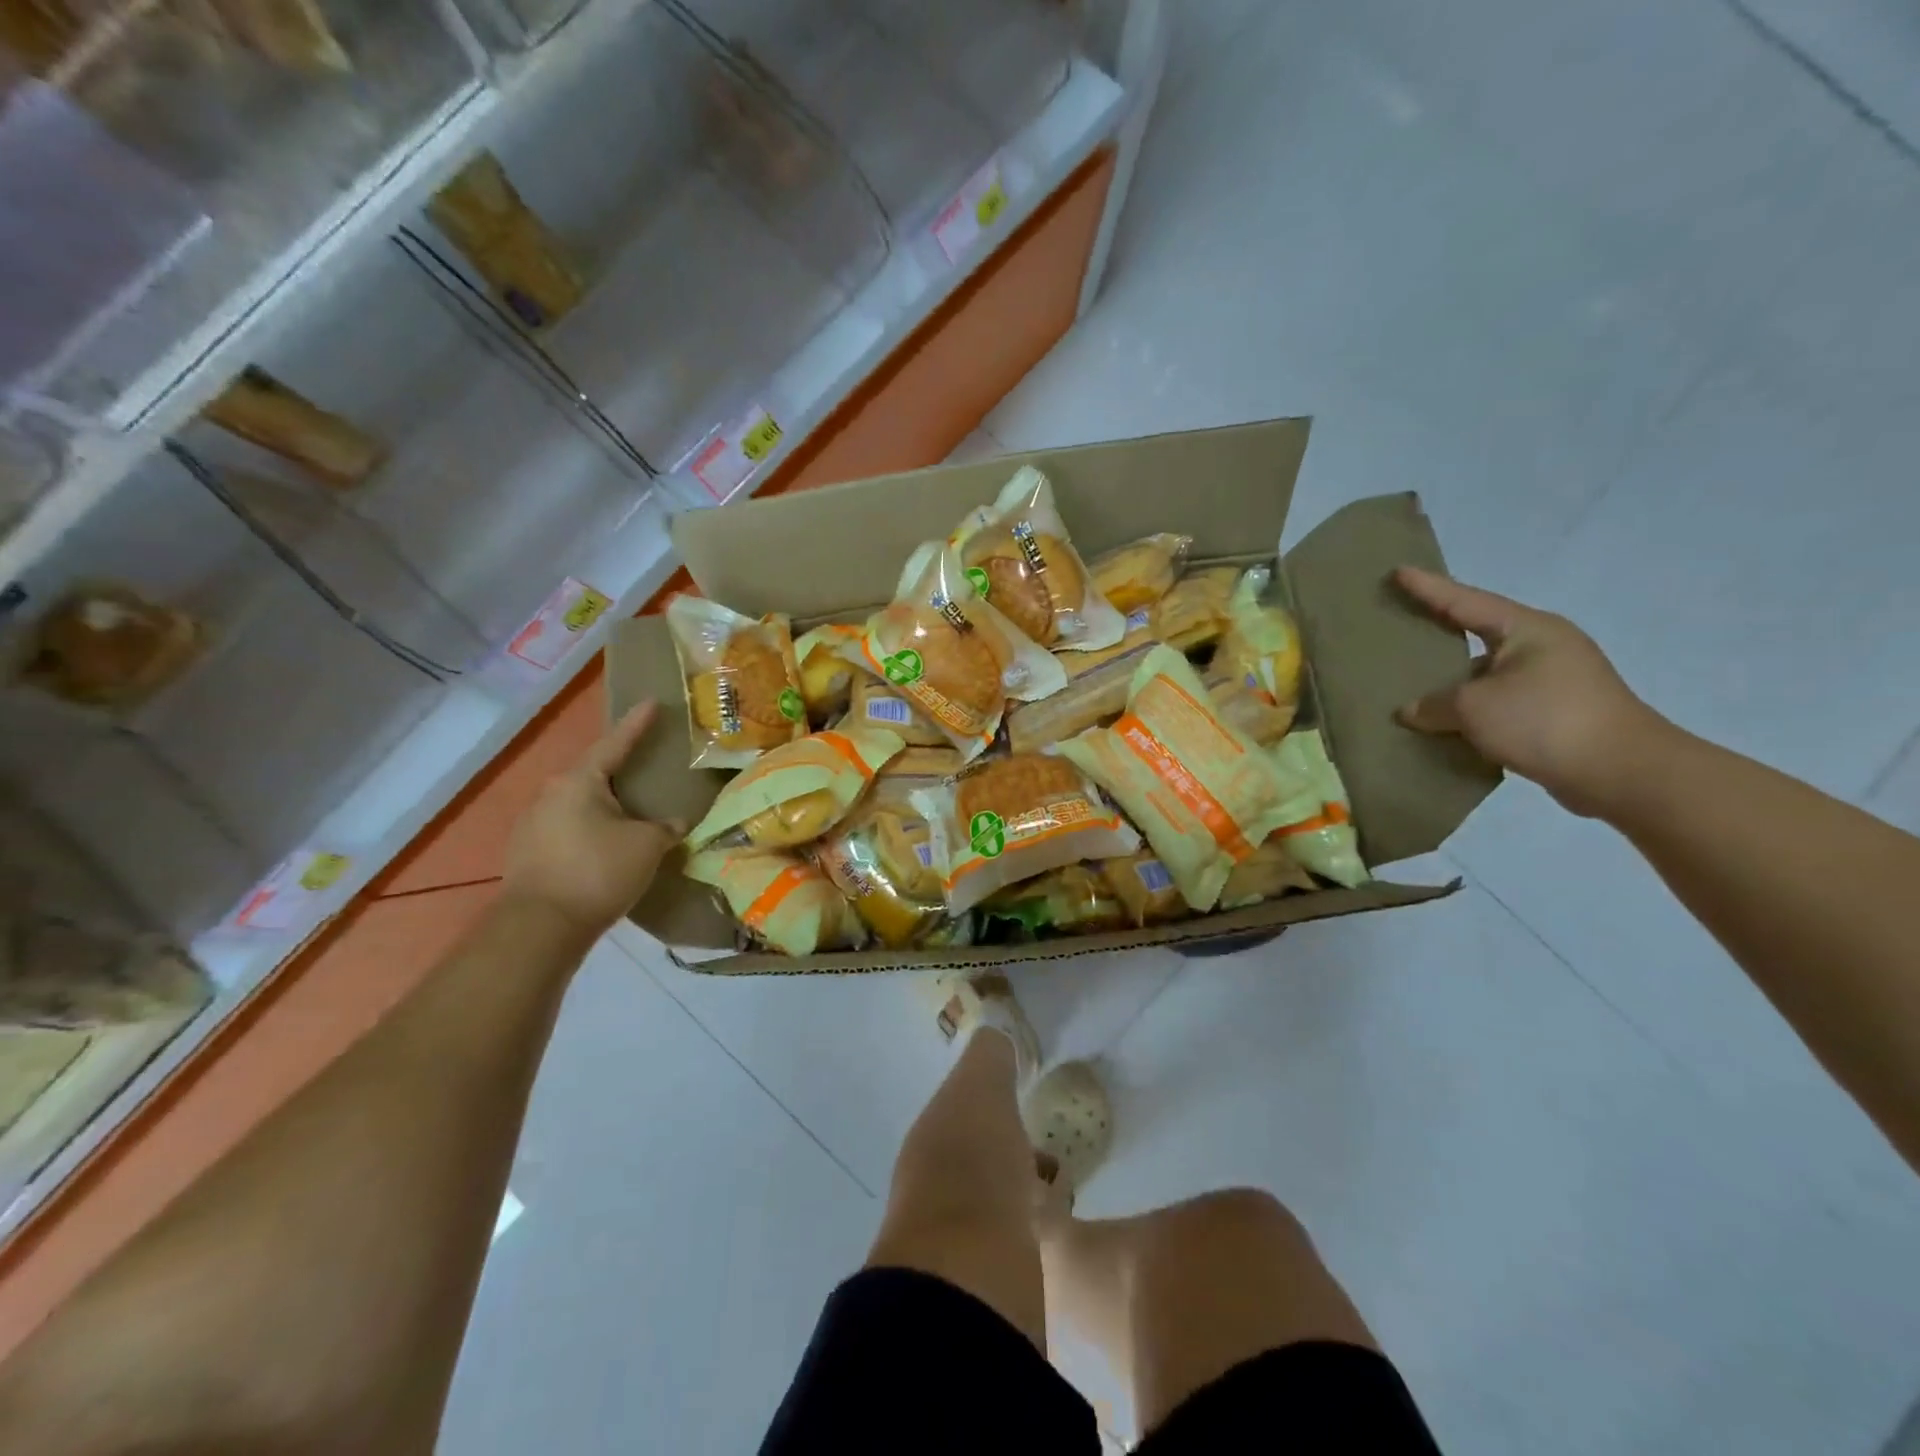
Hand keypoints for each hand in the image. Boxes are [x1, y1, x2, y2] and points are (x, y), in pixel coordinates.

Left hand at [504, 702, 683, 934]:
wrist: (540, 927)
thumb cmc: (598, 871)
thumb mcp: (647, 845)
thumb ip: (666, 828)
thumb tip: (676, 823)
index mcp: (579, 782)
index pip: (615, 744)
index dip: (637, 725)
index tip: (651, 703)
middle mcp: (550, 794)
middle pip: (594, 775)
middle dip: (620, 772)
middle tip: (646, 768)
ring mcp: (533, 824)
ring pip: (579, 804)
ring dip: (605, 806)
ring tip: (631, 814)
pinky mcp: (527, 854)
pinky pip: (568, 829)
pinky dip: (591, 831)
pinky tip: (607, 847)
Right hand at [1393, 567, 1676, 817]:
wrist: (1622, 773)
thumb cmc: (1544, 720)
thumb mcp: (1473, 708)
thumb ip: (1433, 705)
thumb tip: (1411, 711)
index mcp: (1528, 630)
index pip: (1465, 601)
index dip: (1428, 588)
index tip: (1398, 571)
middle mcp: (1544, 647)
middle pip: (1477, 634)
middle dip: (1440, 632)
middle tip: (1401, 624)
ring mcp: (1553, 681)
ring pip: (1486, 674)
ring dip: (1453, 682)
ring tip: (1411, 687)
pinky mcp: (1555, 714)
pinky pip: (1498, 702)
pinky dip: (1471, 710)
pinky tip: (1444, 725)